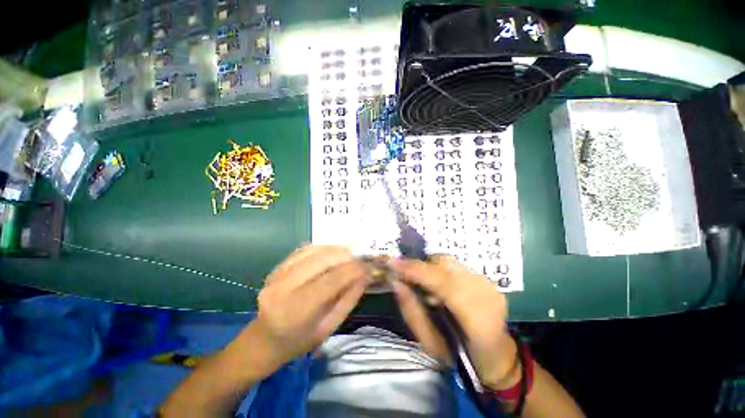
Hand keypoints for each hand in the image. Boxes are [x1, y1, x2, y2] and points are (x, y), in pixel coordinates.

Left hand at [251, 245, 369, 367]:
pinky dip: (322, 248)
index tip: (369, 266)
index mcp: (298, 309)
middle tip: (361, 259)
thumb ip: (349, 299)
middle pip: (323, 259)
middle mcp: (285, 287)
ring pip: (314, 250)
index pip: (333, 279)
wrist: (264, 340)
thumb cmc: (299, 340)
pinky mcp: (277, 267)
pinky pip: (304, 250)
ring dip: (336, 249)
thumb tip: (365, 275)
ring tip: (350, 254)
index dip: (354, 269)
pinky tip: (332, 253)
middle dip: (347, 255)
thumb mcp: (329, 327)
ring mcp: (278, 274)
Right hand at [392, 256, 519, 389]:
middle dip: (419, 267)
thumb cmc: (461, 357)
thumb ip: (411, 311)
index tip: (393, 264)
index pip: (444, 284)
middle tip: (403, 274)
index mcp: (478, 320)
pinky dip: (439, 270)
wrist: (495, 355)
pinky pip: (455, 265)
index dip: (416, 271)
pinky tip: (438, 285)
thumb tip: (396, 282)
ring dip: (429, 268)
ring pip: (449, 262)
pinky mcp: (487, 278)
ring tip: (423, 284)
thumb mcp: (430, 343)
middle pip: (445, 266)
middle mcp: (486, 295)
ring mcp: (489, 284)